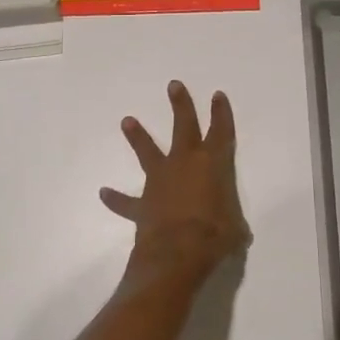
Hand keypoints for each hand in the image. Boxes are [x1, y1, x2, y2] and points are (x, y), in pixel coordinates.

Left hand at [100, 82, 250, 273]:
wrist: (177, 254)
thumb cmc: (215, 236)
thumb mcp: (235, 229)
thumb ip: (233, 223)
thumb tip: (236, 232)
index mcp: (213, 165)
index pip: (221, 132)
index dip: (221, 113)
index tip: (217, 95)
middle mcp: (185, 164)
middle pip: (183, 126)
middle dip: (180, 105)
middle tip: (173, 85)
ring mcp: (160, 181)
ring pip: (148, 152)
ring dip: (138, 136)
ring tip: (127, 120)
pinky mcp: (142, 204)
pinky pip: (126, 201)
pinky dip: (116, 198)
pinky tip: (104, 193)